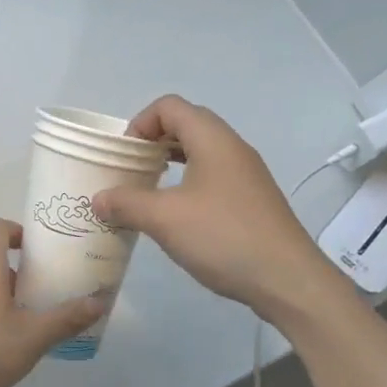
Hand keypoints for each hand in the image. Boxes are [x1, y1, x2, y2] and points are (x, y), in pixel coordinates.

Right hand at [92, 95, 344, 320]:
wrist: (288, 280)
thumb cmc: (223, 237)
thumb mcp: (163, 219)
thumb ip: (125, 203)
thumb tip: (98, 199)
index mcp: (212, 140)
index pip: (169, 106)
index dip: (140, 123)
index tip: (125, 156)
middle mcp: (232, 147)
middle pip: (186, 124)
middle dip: (153, 141)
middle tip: (132, 170)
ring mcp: (247, 174)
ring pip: (201, 151)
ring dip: (170, 162)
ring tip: (149, 190)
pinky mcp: (253, 199)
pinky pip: (213, 175)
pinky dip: (188, 182)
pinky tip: (177, 214)